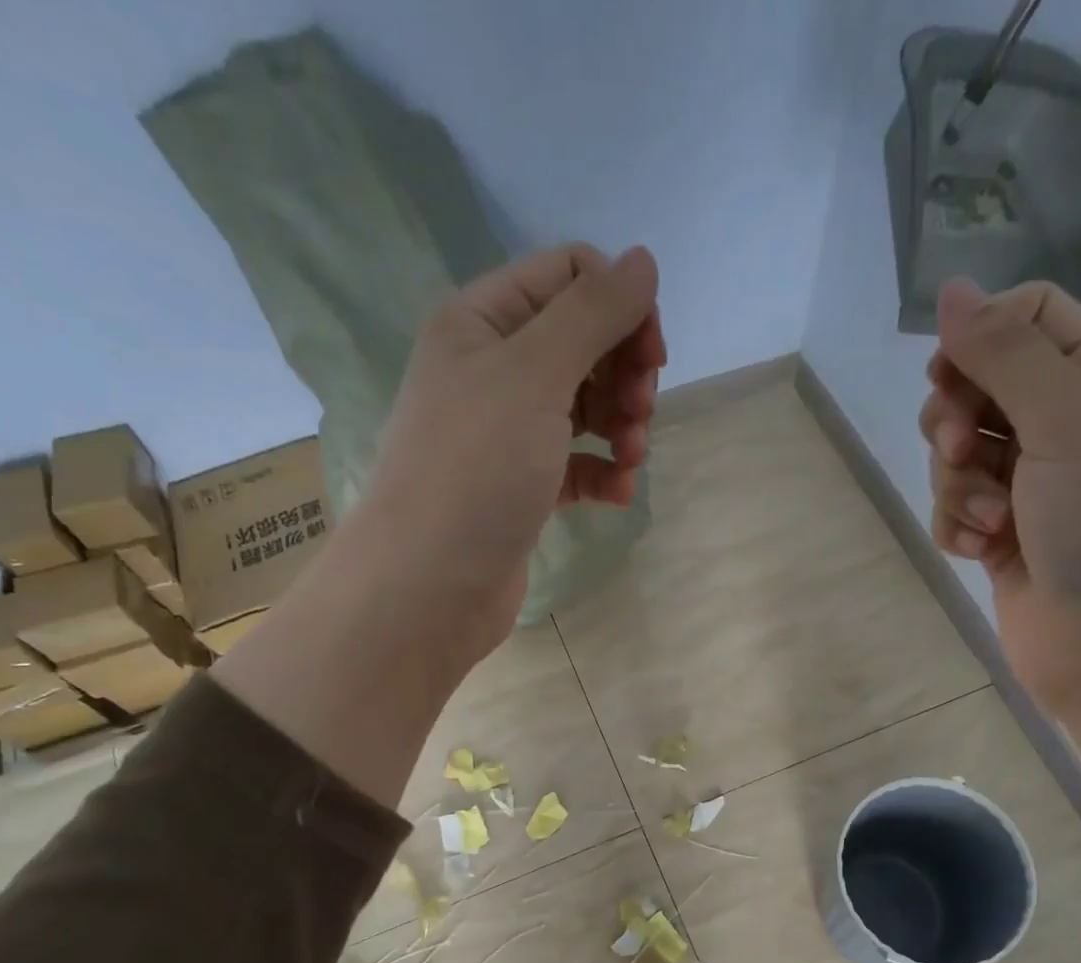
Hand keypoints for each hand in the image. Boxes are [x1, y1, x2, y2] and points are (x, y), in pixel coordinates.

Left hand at [363, 242, 664, 665]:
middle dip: (624, 372)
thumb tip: (644, 261)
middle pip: (583, 343)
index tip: (651, 356)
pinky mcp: (522, 487)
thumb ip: (592, 314)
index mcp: (483, 320)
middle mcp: (492, 368)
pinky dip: (603, 473)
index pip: (570, 277)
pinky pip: (576, 463)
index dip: (620, 306)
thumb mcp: (534, 375)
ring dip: (622, 425)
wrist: (428, 584)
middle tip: (642, 411)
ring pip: (585, 406)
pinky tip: (619, 493)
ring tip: (632, 459)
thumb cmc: (476, 469)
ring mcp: (507, 432)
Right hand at [922, 277, 1080, 827]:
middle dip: (957, 419)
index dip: (980, 338)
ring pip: (957, 453)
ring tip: (988, 520)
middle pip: (978, 386)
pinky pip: (954, 507)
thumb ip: (1006, 354)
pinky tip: (978, 549)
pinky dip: (957, 524)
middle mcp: (1064, 426)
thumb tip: (950, 289)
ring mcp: (1030, 485)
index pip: (1027, 318)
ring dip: (957, 483)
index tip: (953, 376)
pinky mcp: (1001, 536)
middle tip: (965, 450)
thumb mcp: (1066, 422)